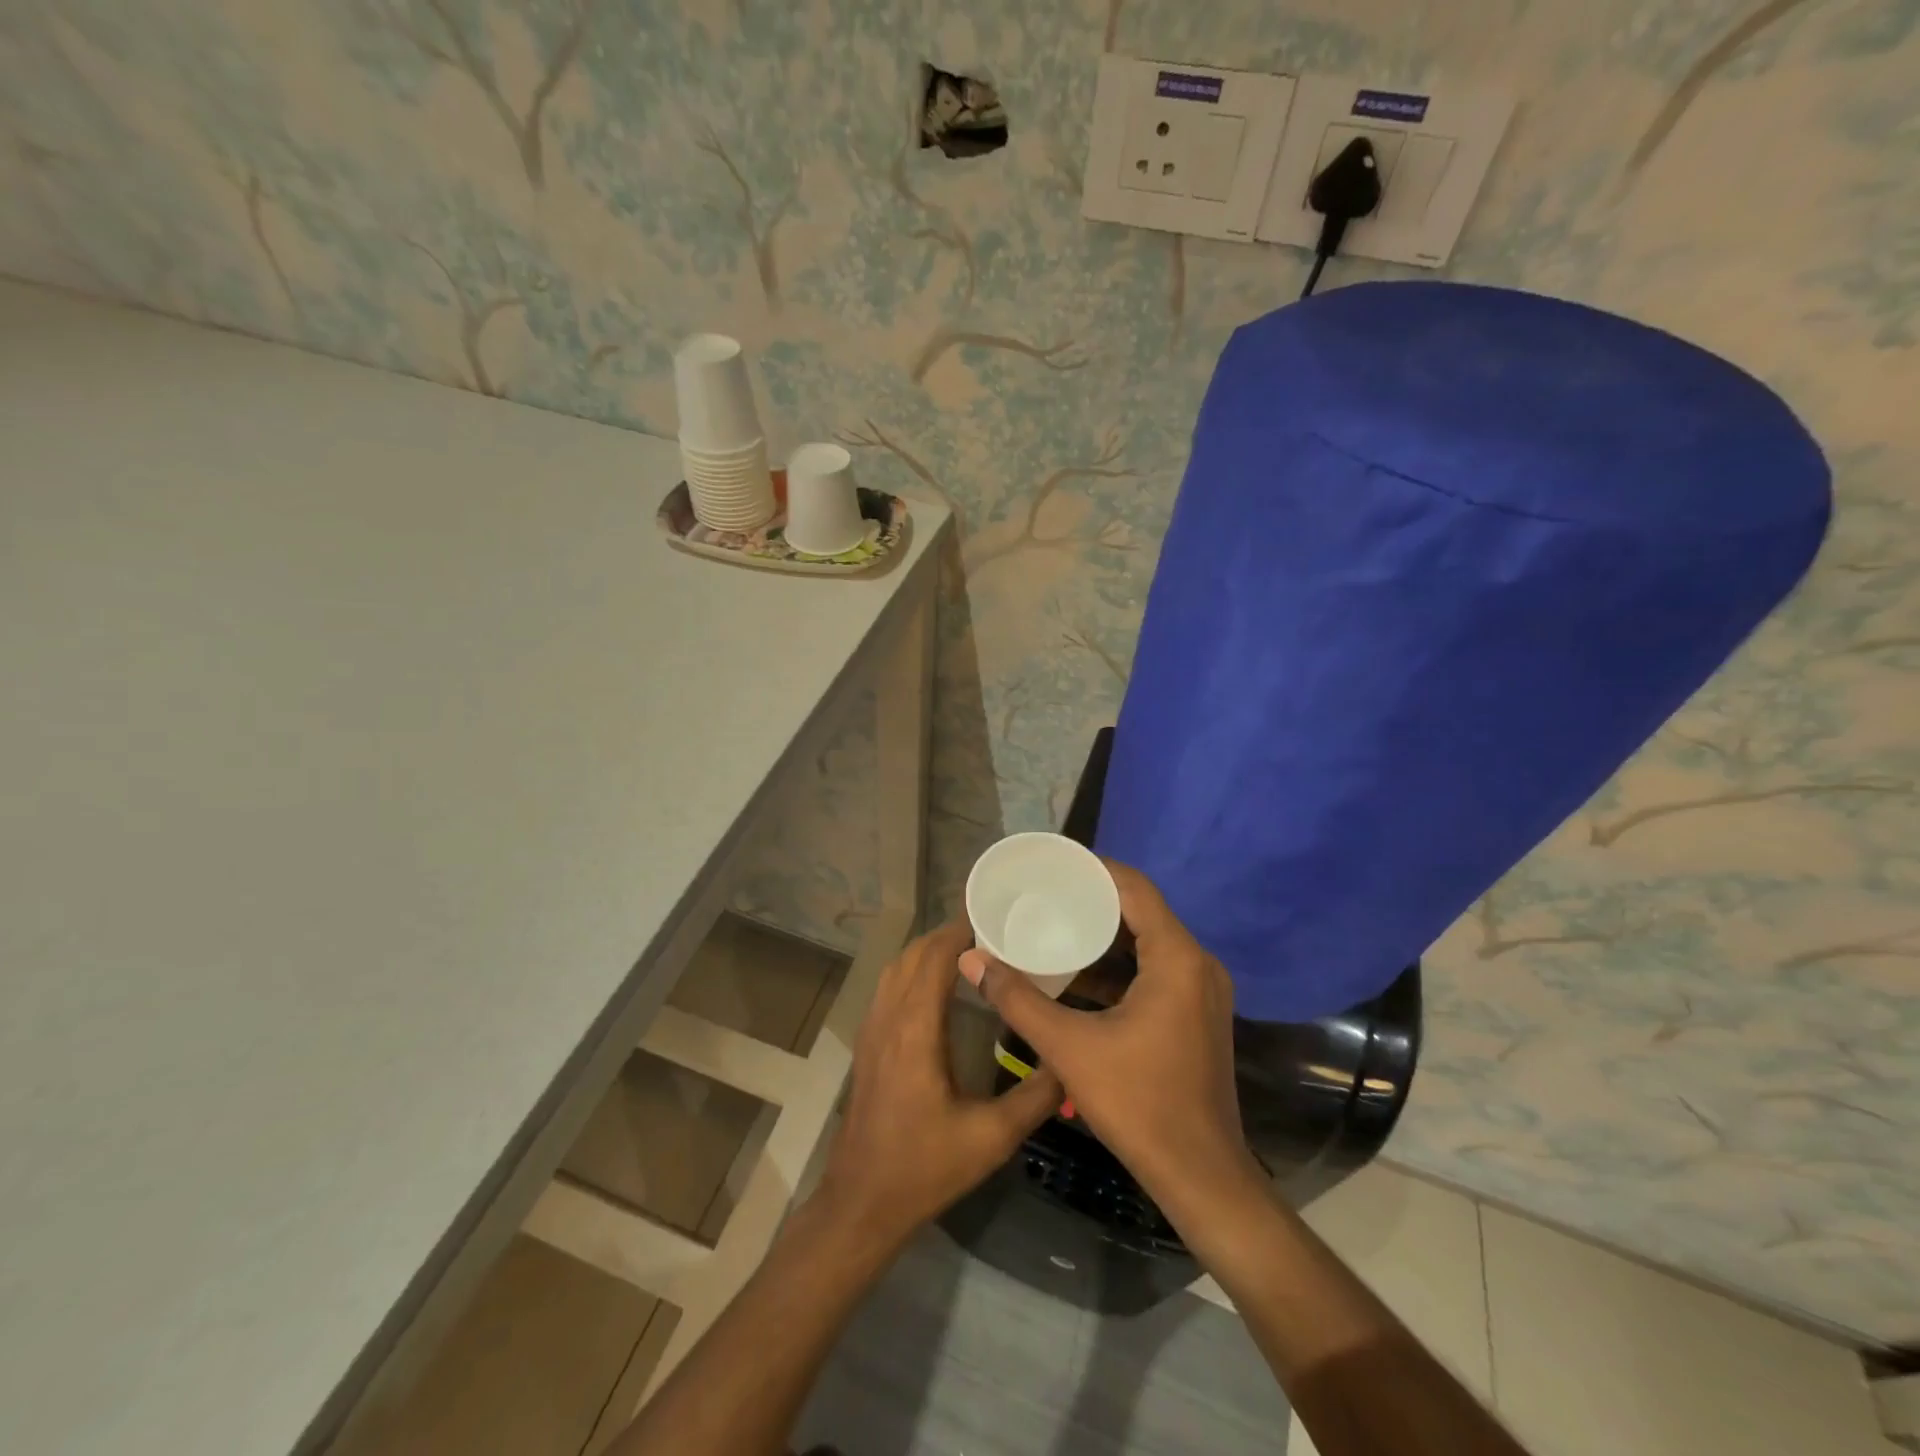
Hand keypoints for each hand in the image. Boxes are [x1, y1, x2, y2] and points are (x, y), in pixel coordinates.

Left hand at [813, 920, 1062, 1249]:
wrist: (861, 1203)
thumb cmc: (925, 1168)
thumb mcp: (991, 1138)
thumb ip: (1035, 1097)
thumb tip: (1071, 1061)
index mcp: (915, 1030)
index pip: (934, 958)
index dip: (960, 931)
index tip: (994, 918)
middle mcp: (888, 1019)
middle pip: (913, 955)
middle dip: (947, 936)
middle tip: (990, 933)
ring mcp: (872, 1031)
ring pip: (895, 968)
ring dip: (927, 951)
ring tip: (968, 952)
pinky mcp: (867, 1045)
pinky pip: (888, 988)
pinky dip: (912, 971)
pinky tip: (938, 988)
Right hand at [958, 862, 1262, 1216]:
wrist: (1200, 1177)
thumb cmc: (1139, 1104)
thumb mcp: (1069, 1048)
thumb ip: (1017, 999)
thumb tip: (971, 959)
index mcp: (1177, 958)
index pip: (1136, 889)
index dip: (1095, 870)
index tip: (1054, 864)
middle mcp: (1197, 964)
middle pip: (1142, 911)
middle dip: (1093, 900)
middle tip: (1045, 893)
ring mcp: (1202, 991)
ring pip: (1149, 943)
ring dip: (1105, 934)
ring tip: (1055, 924)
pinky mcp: (1197, 1014)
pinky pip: (1155, 970)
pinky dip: (1120, 965)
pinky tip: (1078, 975)